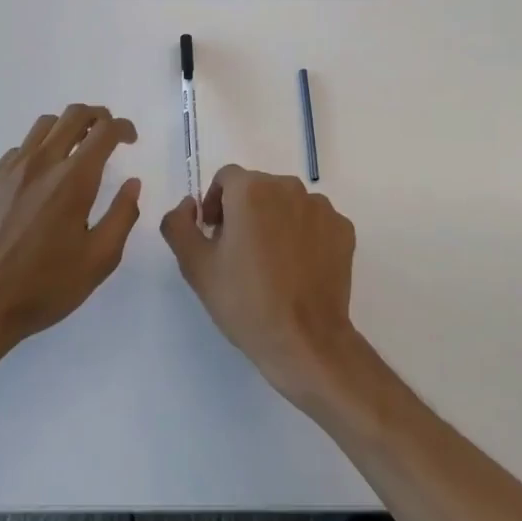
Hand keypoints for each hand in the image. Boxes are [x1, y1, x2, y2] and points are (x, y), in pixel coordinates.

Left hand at [0, 105, 141, 363]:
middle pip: (73, 115)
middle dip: (98, 117)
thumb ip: (123, 215)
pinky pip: (18, 151)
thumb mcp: (100, 260)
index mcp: (73, 179)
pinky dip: (39, 152)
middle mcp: (41, 163)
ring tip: (75, 151)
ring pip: (43, 126)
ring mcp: (8, 170)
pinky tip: (40, 181)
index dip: (123, 128)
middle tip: (108, 135)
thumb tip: (133, 183)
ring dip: (67, 128)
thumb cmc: (45, 287)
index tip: (130, 140)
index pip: (104, 130)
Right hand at [160, 165, 358, 402]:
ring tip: (271, 263)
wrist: (304, 341)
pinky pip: (315, 222)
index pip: (226, 179)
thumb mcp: (196, 265)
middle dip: (245, 212)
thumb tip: (189, 204)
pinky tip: (297, 269)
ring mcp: (321, 207)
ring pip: (288, 204)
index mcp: (251, 189)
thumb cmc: (245, 302)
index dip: (215, 203)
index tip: (215, 236)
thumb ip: (178, 224)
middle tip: (239, 253)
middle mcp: (289, 187)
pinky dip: (304, 236)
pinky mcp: (343, 229)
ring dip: (275, 221)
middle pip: (259, 188)